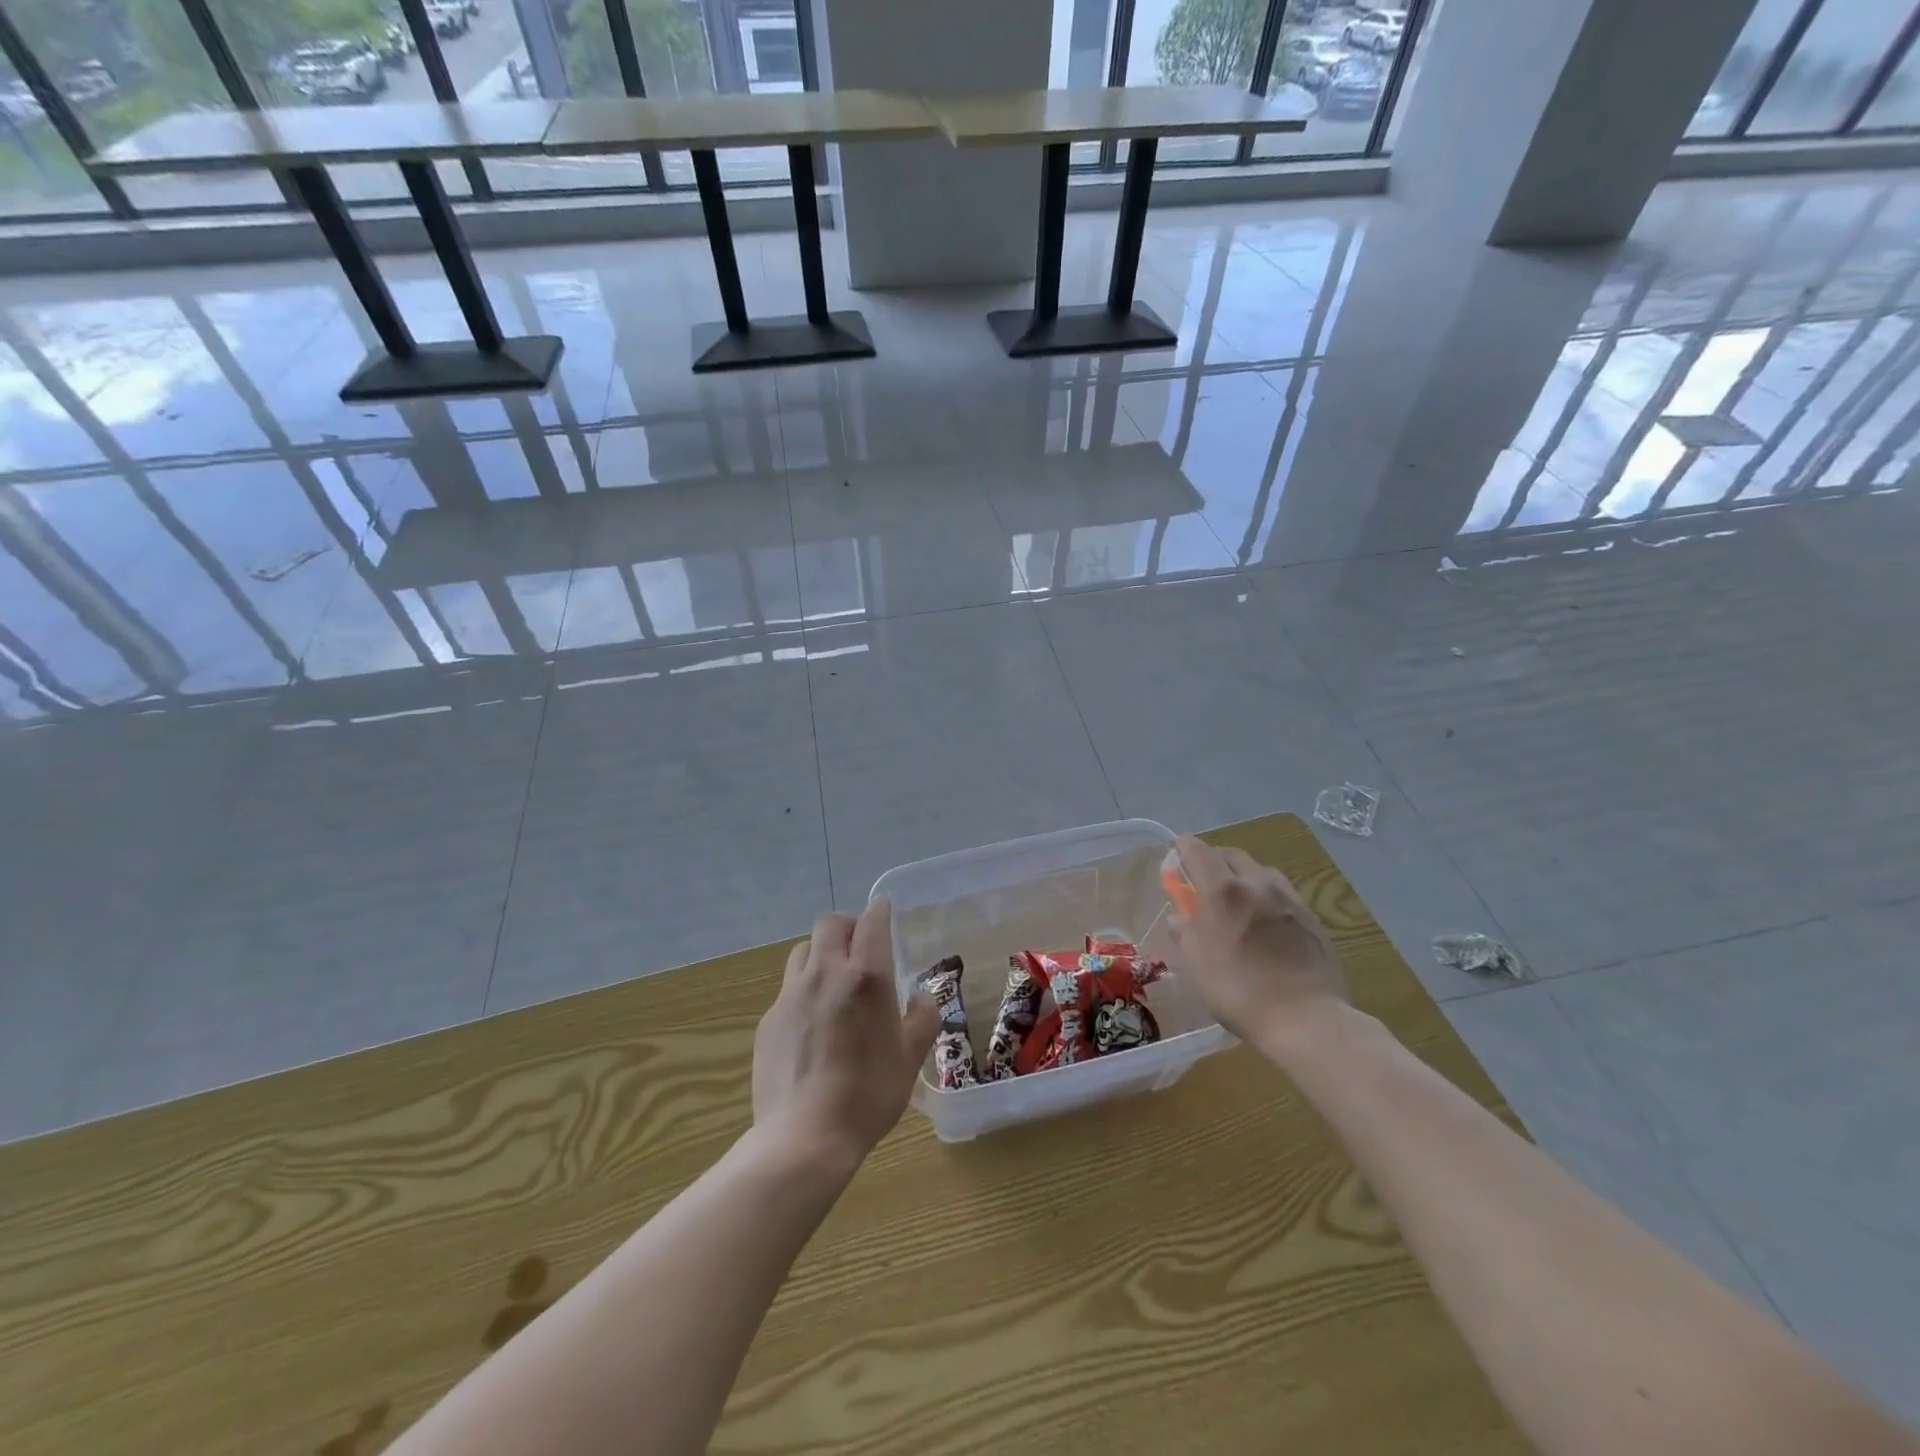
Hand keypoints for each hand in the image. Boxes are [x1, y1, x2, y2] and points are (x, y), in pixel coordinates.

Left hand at [752, 899, 938, 1167]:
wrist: (804, 1138)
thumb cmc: (868, 1095)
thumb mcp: (909, 1058)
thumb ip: (922, 1019)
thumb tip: (922, 997)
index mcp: (866, 977)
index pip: (872, 922)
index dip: (880, 911)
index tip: (885, 911)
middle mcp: (825, 974)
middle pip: (830, 924)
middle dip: (848, 927)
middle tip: (861, 948)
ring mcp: (790, 995)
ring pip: (804, 951)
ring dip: (821, 954)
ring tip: (833, 981)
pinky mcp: (768, 1020)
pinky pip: (788, 989)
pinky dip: (803, 991)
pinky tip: (812, 1024)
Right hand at [1166, 834, 1347, 1055]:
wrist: (1307, 1018)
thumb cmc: (1239, 991)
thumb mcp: (1198, 965)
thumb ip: (1185, 934)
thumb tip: (1179, 917)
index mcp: (1222, 891)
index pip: (1199, 852)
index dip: (1185, 847)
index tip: (1177, 849)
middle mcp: (1256, 884)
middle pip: (1232, 855)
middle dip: (1214, 858)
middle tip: (1203, 877)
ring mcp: (1288, 898)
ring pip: (1261, 870)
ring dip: (1243, 874)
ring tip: (1237, 896)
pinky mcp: (1311, 916)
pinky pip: (1282, 891)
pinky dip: (1266, 893)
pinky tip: (1265, 917)